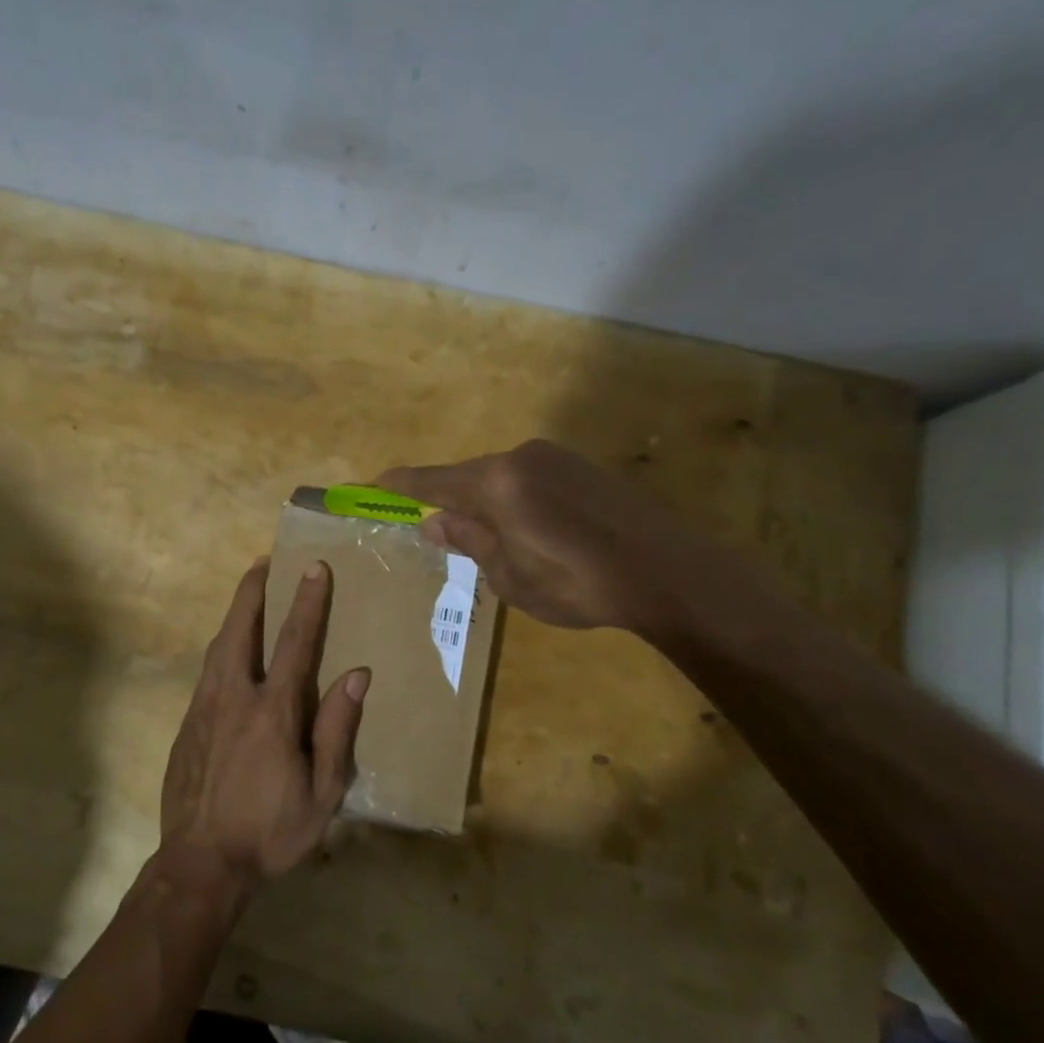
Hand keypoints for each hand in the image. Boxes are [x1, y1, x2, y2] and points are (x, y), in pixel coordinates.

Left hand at [158, 559, 368, 902]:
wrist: (200, 864)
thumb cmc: (270, 832)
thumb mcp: (322, 794)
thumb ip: (338, 731)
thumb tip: (357, 676)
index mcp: (272, 711)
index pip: (294, 642)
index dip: (306, 602)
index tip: (313, 567)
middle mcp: (233, 697)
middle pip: (240, 629)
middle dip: (252, 592)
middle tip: (262, 564)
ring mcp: (203, 710)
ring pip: (217, 648)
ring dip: (234, 617)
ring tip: (247, 599)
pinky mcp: (186, 726)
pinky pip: (206, 675)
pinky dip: (221, 651)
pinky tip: (229, 657)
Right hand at [379, 438, 738, 634]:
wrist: (668, 571)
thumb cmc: (579, 584)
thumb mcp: (512, 577)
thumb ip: (470, 542)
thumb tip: (434, 522)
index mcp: (497, 484)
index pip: (434, 481)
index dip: (402, 485)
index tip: (375, 483)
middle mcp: (522, 458)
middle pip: (469, 476)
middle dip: (450, 501)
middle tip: (440, 530)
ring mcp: (556, 458)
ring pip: (502, 477)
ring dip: (487, 502)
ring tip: (494, 541)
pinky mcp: (583, 466)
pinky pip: (530, 478)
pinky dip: (516, 499)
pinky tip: (533, 530)